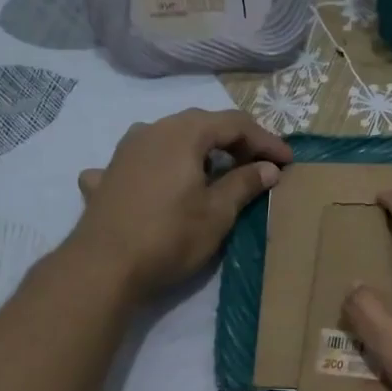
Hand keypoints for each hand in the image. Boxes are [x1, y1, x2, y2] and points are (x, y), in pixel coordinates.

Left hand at [72, 108, 292, 298]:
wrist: (103, 266)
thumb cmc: (170, 236)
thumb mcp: (218, 212)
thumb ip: (245, 184)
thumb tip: (268, 168)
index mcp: (184, 133)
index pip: (235, 124)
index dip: (266, 140)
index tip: (288, 162)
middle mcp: (152, 130)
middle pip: (202, 124)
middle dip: (235, 141)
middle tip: (259, 165)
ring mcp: (125, 150)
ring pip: (170, 138)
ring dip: (198, 150)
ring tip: (215, 171)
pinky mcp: (108, 175)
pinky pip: (141, 161)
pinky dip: (160, 168)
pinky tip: (156, 185)